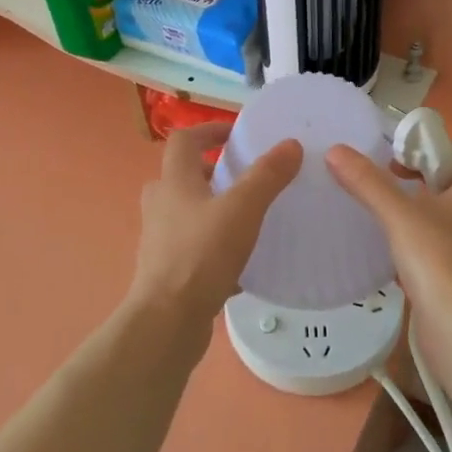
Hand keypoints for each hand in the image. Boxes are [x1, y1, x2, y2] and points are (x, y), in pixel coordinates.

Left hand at [127, 123, 301, 326]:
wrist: (167, 321)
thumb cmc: (201, 255)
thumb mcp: (242, 210)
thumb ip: (267, 176)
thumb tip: (290, 144)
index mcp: (173, 182)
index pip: (184, 140)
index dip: (209, 130)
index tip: (236, 134)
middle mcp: (161, 206)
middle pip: (182, 176)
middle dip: (212, 172)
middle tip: (244, 178)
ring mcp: (160, 240)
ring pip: (187, 213)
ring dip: (213, 209)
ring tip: (247, 218)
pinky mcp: (166, 271)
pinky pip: (193, 248)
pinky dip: (214, 247)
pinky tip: (241, 266)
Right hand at [325, 145, 451, 318]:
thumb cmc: (437, 259)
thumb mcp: (398, 215)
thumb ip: (368, 182)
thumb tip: (336, 151)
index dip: (424, 152)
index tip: (391, 158)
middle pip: (445, 187)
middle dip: (414, 182)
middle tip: (380, 184)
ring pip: (441, 219)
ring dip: (414, 214)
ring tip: (379, 215)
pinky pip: (436, 248)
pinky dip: (416, 244)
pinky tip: (390, 251)